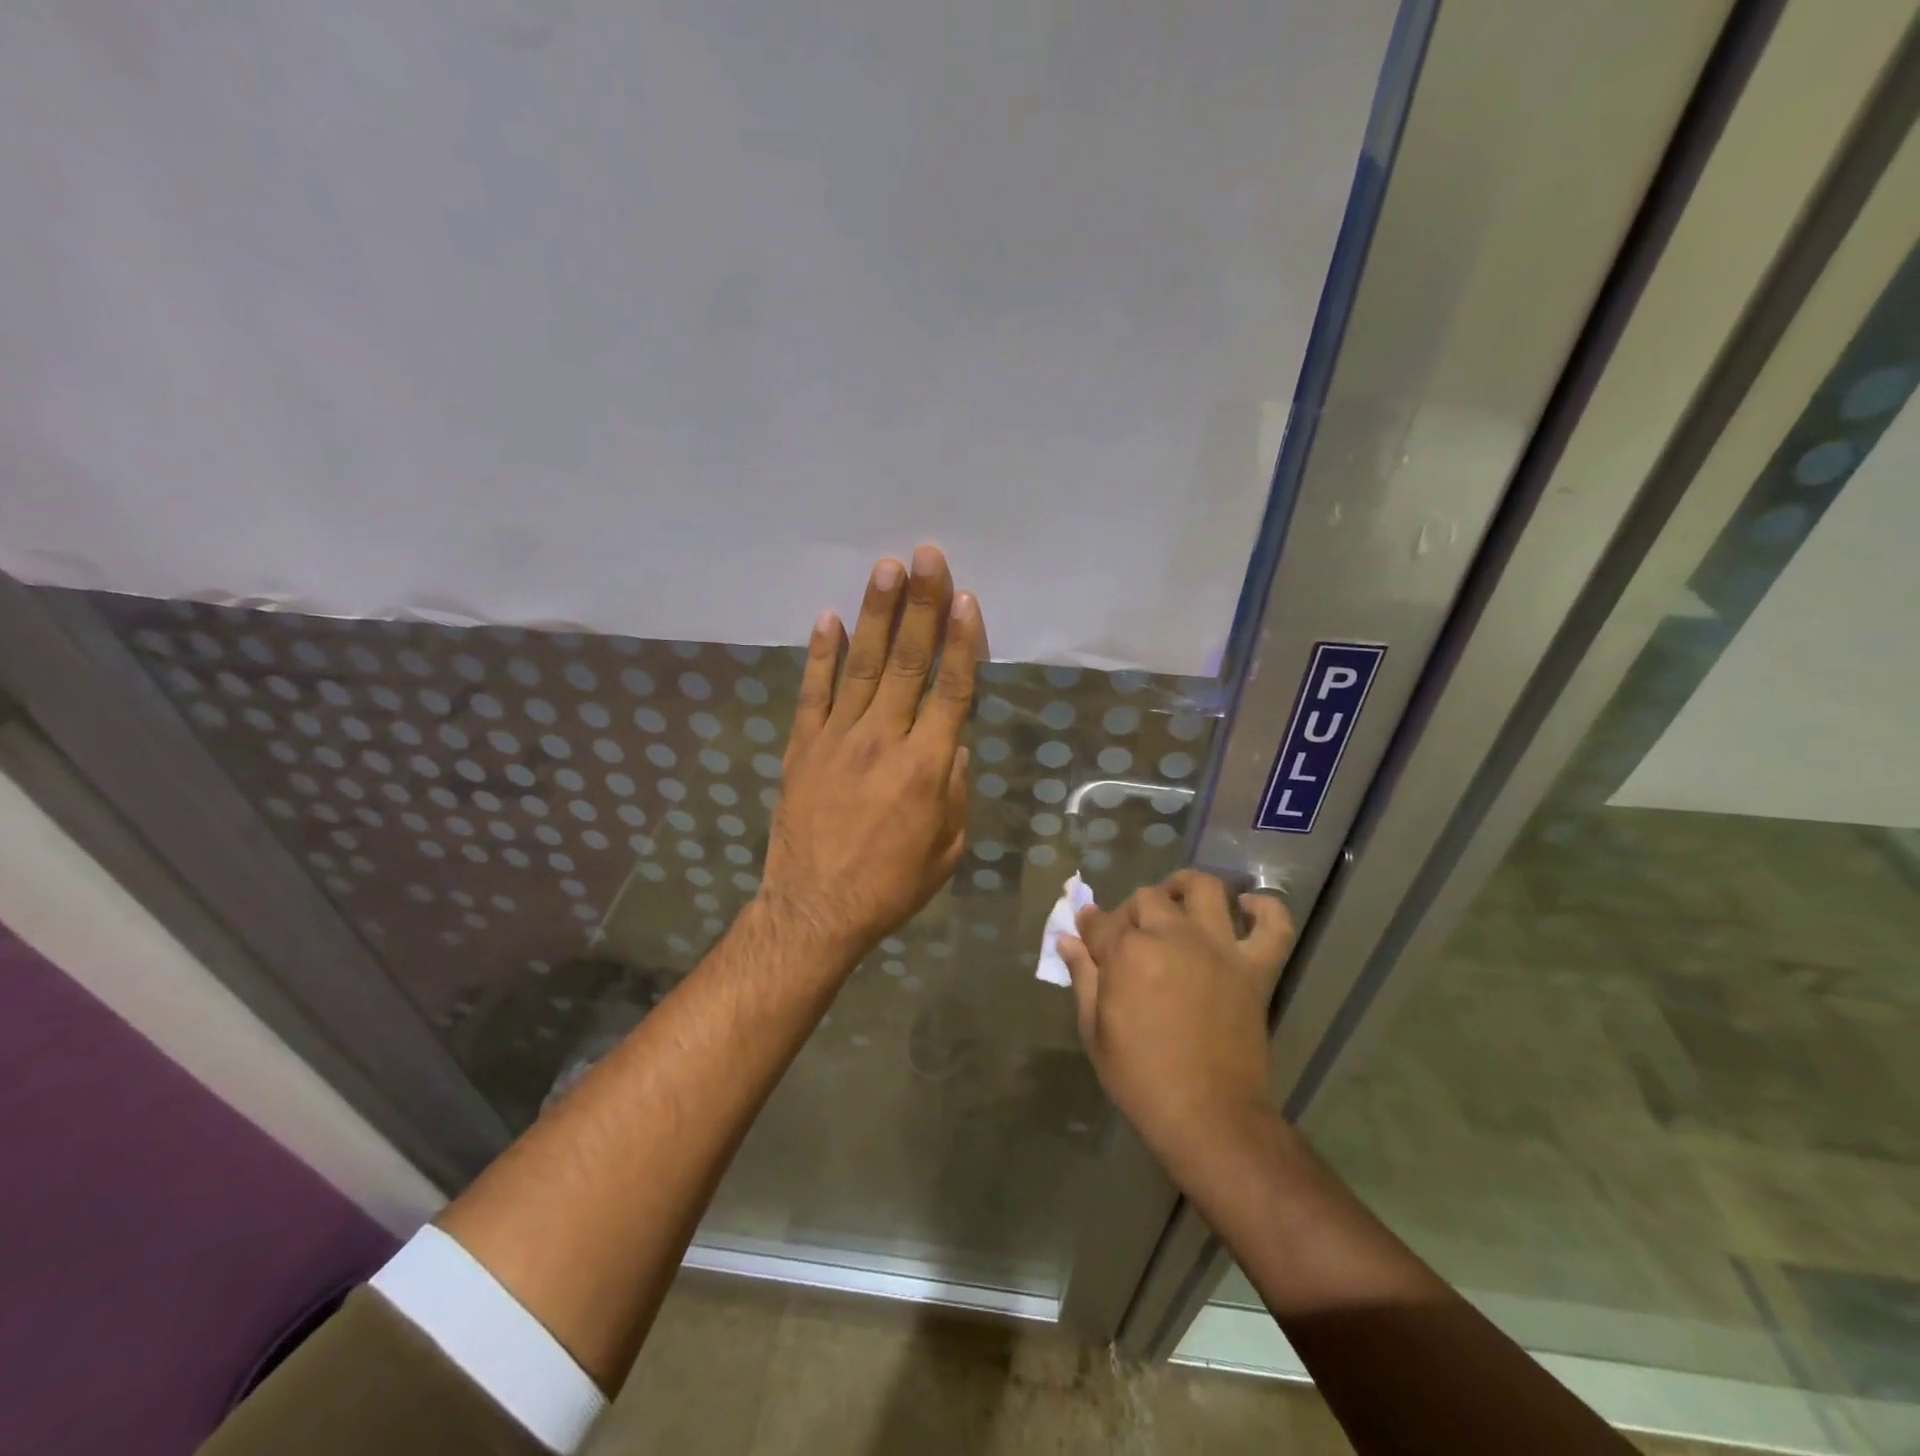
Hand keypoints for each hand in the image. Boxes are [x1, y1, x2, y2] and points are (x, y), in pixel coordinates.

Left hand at [758, 545, 985, 967]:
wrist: (815, 910)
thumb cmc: (891, 886)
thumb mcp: (947, 847)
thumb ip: (956, 788)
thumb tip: (952, 742)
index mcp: (926, 767)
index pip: (951, 690)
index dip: (962, 641)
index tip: (966, 597)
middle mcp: (883, 740)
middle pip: (908, 662)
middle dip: (920, 605)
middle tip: (926, 556)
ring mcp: (837, 740)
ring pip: (862, 666)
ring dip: (876, 614)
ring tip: (886, 567)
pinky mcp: (802, 747)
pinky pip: (813, 692)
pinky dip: (821, 654)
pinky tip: (829, 618)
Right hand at [1059, 870, 1293, 1164]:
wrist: (1209, 1118)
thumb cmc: (1141, 1079)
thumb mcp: (1095, 1031)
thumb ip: (1083, 978)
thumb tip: (1067, 940)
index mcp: (1128, 953)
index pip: (1101, 922)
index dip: (1089, 928)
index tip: (1087, 935)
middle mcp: (1173, 937)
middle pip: (1146, 899)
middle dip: (1130, 913)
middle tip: (1128, 938)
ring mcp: (1218, 948)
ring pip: (1204, 889)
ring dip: (1184, 888)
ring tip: (1176, 901)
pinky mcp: (1254, 968)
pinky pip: (1273, 925)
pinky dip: (1264, 909)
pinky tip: (1246, 909)